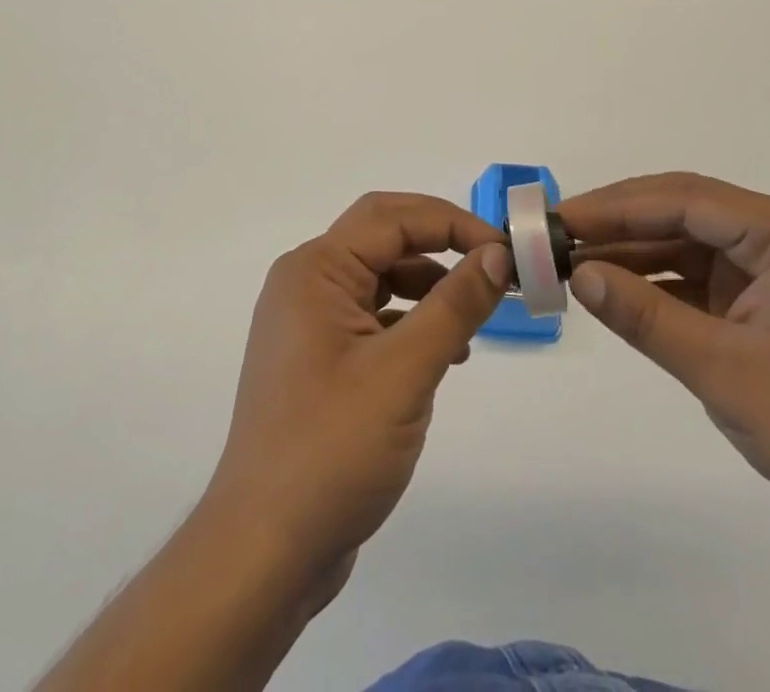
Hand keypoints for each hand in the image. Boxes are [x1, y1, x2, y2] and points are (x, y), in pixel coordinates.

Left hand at [204, 192, 510, 586]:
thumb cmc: (333, 449)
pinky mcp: (318, 359)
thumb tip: (497, 253)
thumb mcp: (405, 371)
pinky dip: (412, 323)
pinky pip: (373, 317)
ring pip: (381, 277)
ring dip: (430, 288)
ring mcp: (309, 322)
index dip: (453, 223)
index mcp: (315, 270)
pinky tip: (445, 355)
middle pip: (384, 238)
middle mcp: (306, 283)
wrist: (265, 551)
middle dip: (441, 246)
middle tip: (494, 269)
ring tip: (473, 324)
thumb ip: (455, 304)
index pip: (392, 218)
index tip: (505, 251)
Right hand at [560, 173, 769, 546]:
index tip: (560, 218)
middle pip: (685, 210)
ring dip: (634, 251)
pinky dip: (659, 283)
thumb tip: (579, 274)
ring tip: (573, 260)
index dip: (616, 206)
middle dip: (619, 221)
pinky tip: (616, 289)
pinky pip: (701, 276)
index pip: (685, 200)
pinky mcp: (769, 299)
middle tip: (558, 233)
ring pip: (688, 242)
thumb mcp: (725, 371)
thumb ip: (646, 317)